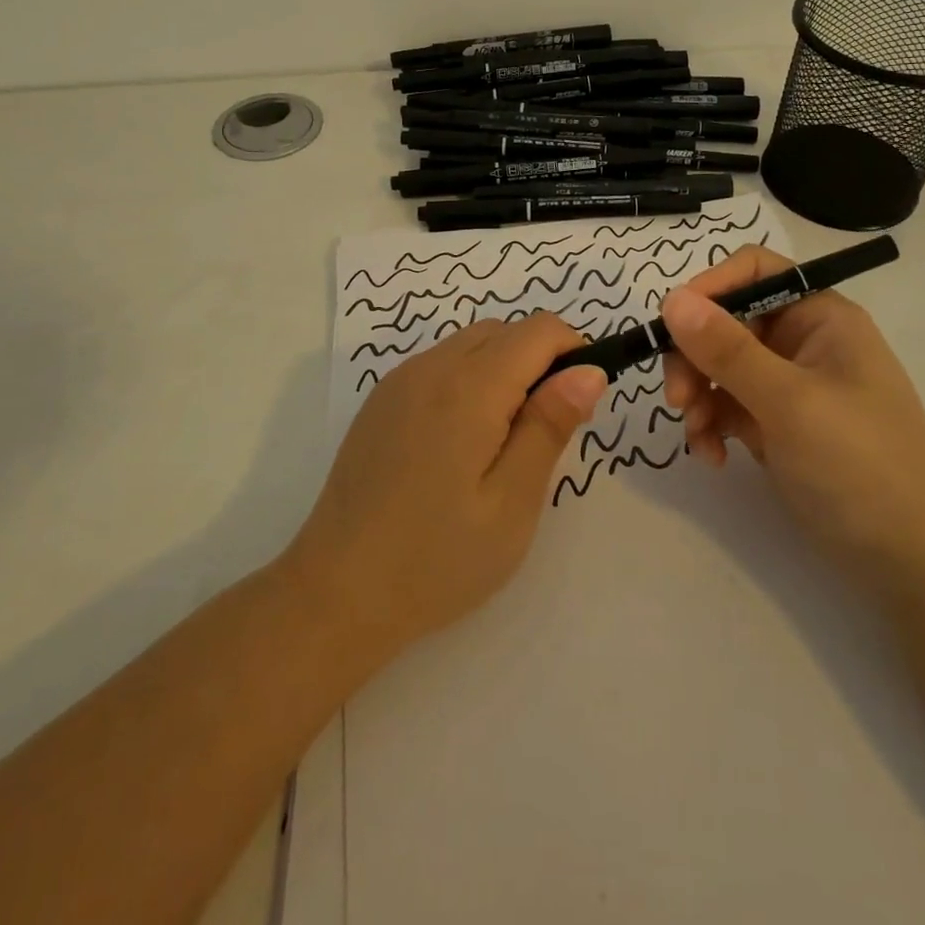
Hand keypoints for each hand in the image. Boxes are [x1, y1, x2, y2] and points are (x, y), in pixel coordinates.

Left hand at [283, 315, 606, 659]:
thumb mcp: (512, 502)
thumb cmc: (436, 559)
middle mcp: (431, 367)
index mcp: (469, 387)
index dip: (574, 353)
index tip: (580, 406)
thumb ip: (550, 426)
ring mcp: (400, 380)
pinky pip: (441, 363)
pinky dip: (469, 379)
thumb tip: (588, 370)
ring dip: (504, 369)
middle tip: (544, 433)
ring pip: (472, 343)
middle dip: (540, 361)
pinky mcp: (381, 400)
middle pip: (505, 331)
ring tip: (504, 442)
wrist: (335, 593)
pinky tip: (461, 442)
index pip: (539, 331)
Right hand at [660, 245, 924, 573]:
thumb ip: (727, 350)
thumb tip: (672, 300)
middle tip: (678, 400)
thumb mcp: (790, 403)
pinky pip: (728, 406)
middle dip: (695, 357)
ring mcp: (788, 385)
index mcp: (819, 316)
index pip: (753, 272)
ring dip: (699, 397)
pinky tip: (713, 458)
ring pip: (719, 366)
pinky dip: (712, 426)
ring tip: (698, 438)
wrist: (915, 563)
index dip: (709, 289)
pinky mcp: (777, 425)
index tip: (671, 328)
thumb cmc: (861, 465)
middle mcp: (802, 341)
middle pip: (726, 322)